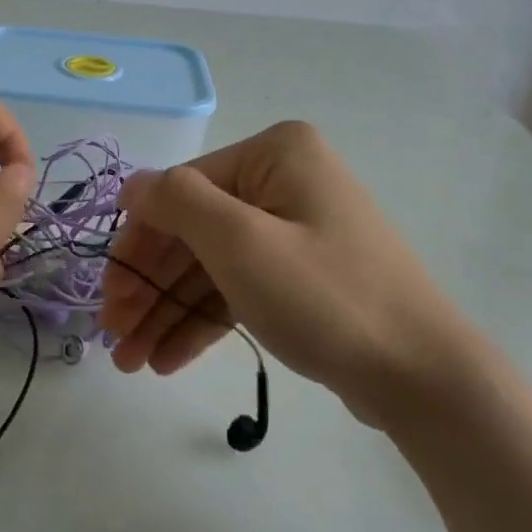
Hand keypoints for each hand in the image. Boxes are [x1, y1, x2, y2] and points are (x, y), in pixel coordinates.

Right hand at [98, 121, 486, 430]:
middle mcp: (283, 182)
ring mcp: (294, 231)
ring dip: (168, 312)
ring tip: (132, 363)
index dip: (137, 243)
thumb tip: (133, 184)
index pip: (182, 191)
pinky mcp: (301, 276)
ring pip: (211, 267)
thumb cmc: (325, 296)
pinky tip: (167, 360)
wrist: (423, 375)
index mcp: (274, 155)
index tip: (107, 296)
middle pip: (194, 233)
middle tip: (113, 338)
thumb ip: (177, 203)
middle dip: (149, 288)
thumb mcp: (240, 243)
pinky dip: (203, 322)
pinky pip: (238, 289)